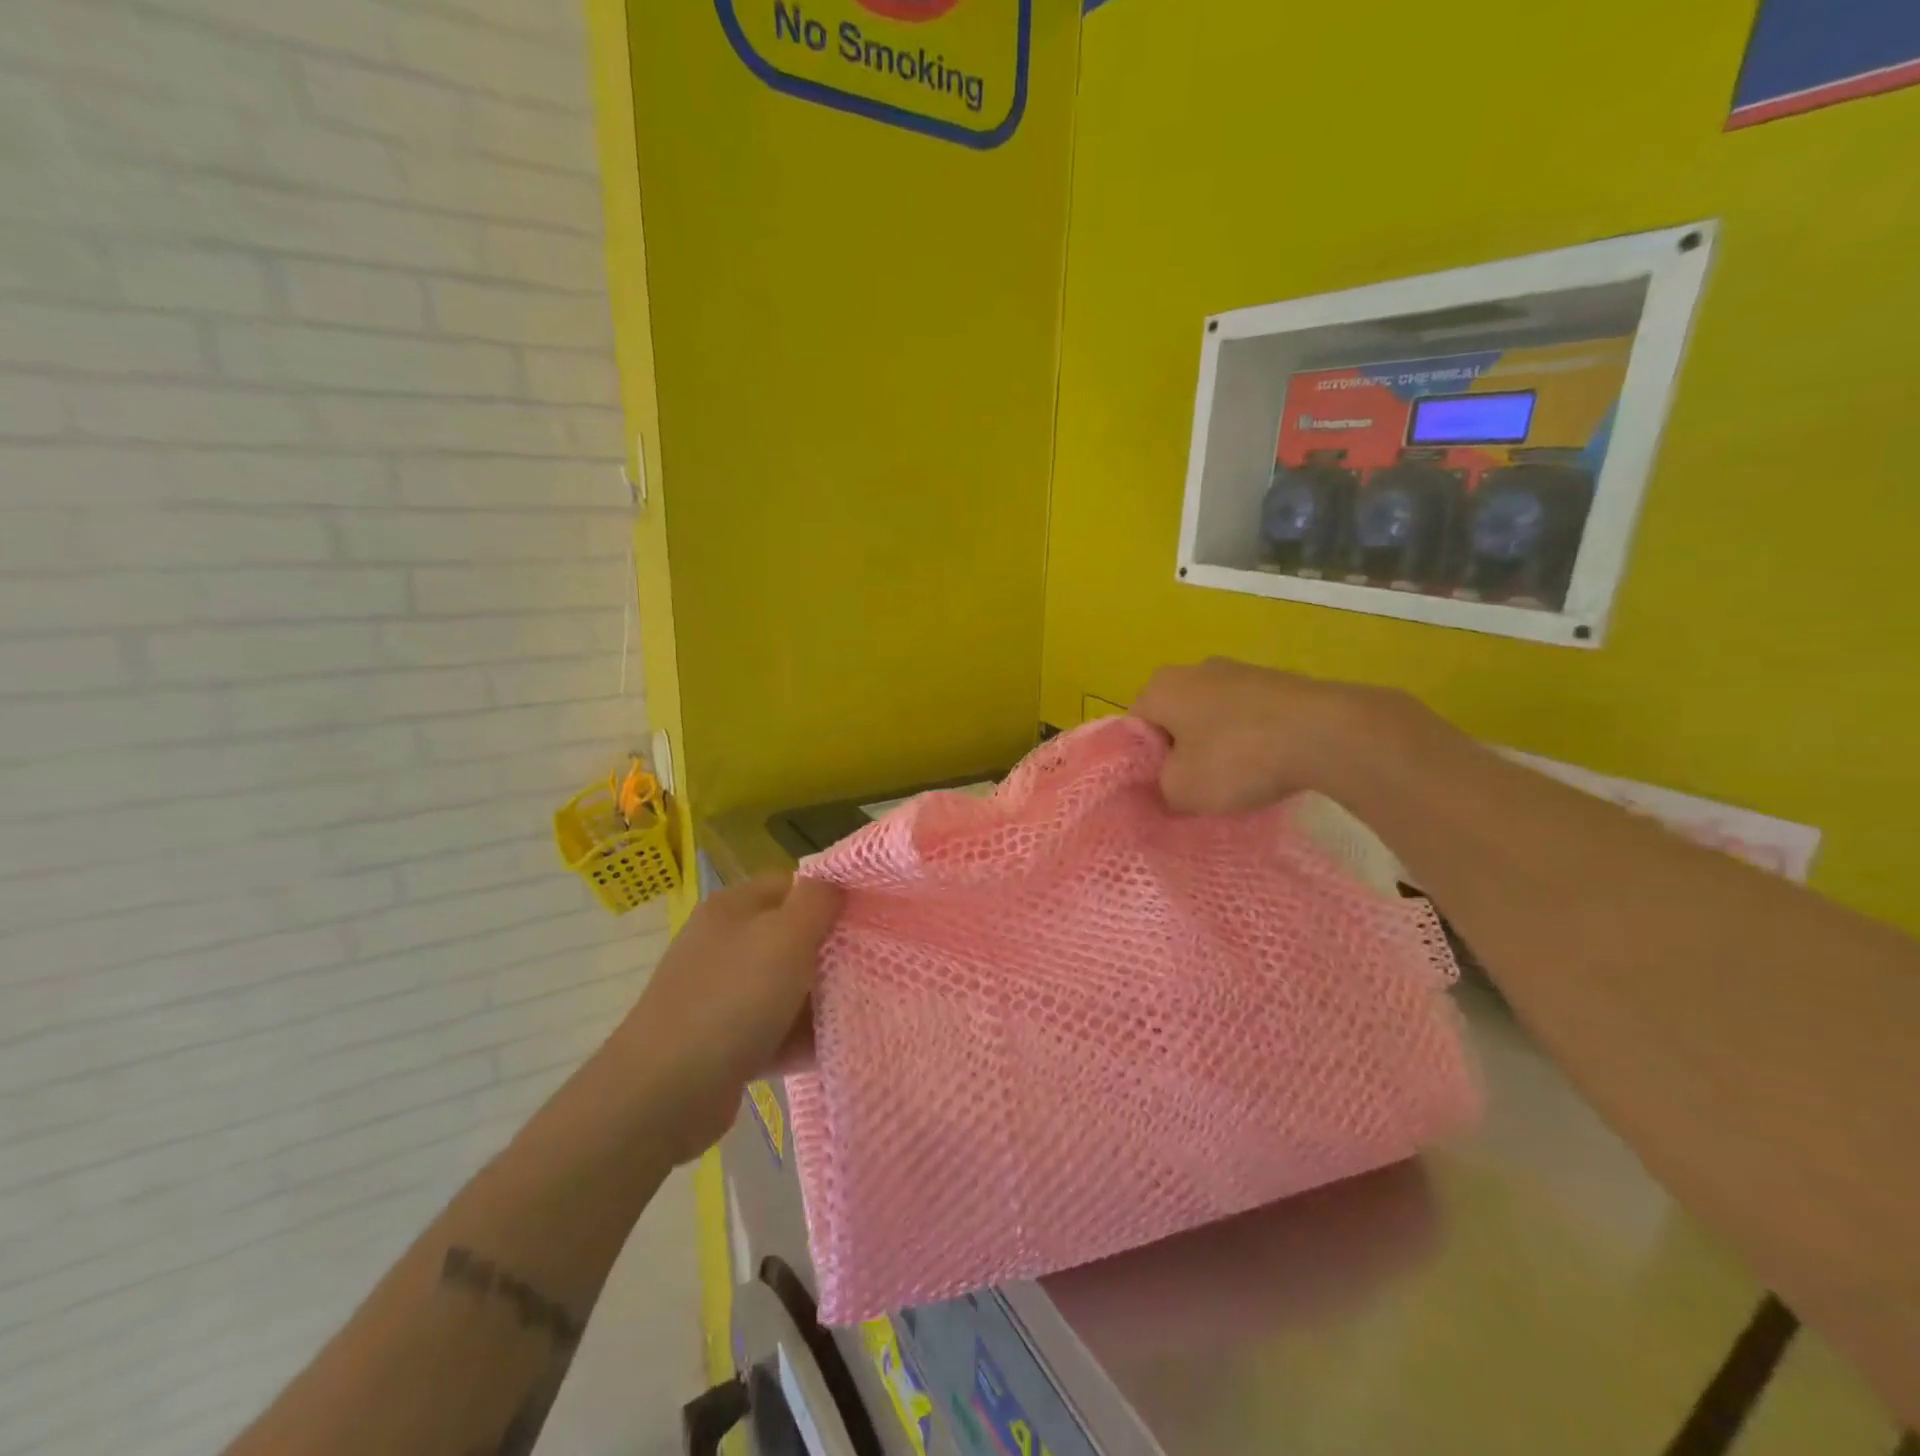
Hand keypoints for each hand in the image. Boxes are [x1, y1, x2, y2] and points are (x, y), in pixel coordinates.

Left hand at [613, 875, 842, 1164]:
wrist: (664, 1093)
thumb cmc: (732, 999)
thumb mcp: (786, 935)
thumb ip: (818, 901)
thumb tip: (835, 885)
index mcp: (734, 907)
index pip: (794, 885)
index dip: (832, 897)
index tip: (870, 919)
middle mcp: (725, 944)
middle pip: (792, 937)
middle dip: (831, 953)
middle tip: (874, 966)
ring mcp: (722, 994)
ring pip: (786, 986)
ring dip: (821, 1000)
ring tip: (864, 1010)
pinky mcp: (724, 1042)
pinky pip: (774, 1030)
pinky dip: (800, 1038)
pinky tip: (836, 1048)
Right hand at [1132, 658, 1397, 814]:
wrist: (1326, 733)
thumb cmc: (1236, 757)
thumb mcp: (1180, 790)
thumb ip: (1158, 792)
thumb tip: (1163, 791)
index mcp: (1160, 686)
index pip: (1134, 728)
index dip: (1141, 765)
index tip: (1160, 792)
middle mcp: (1195, 669)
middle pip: (1173, 721)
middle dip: (1180, 754)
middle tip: (1193, 790)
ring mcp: (1241, 671)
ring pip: (1212, 718)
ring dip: (1217, 748)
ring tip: (1235, 783)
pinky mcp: (1279, 682)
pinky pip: (1249, 717)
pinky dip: (1251, 741)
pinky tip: (1267, 767)